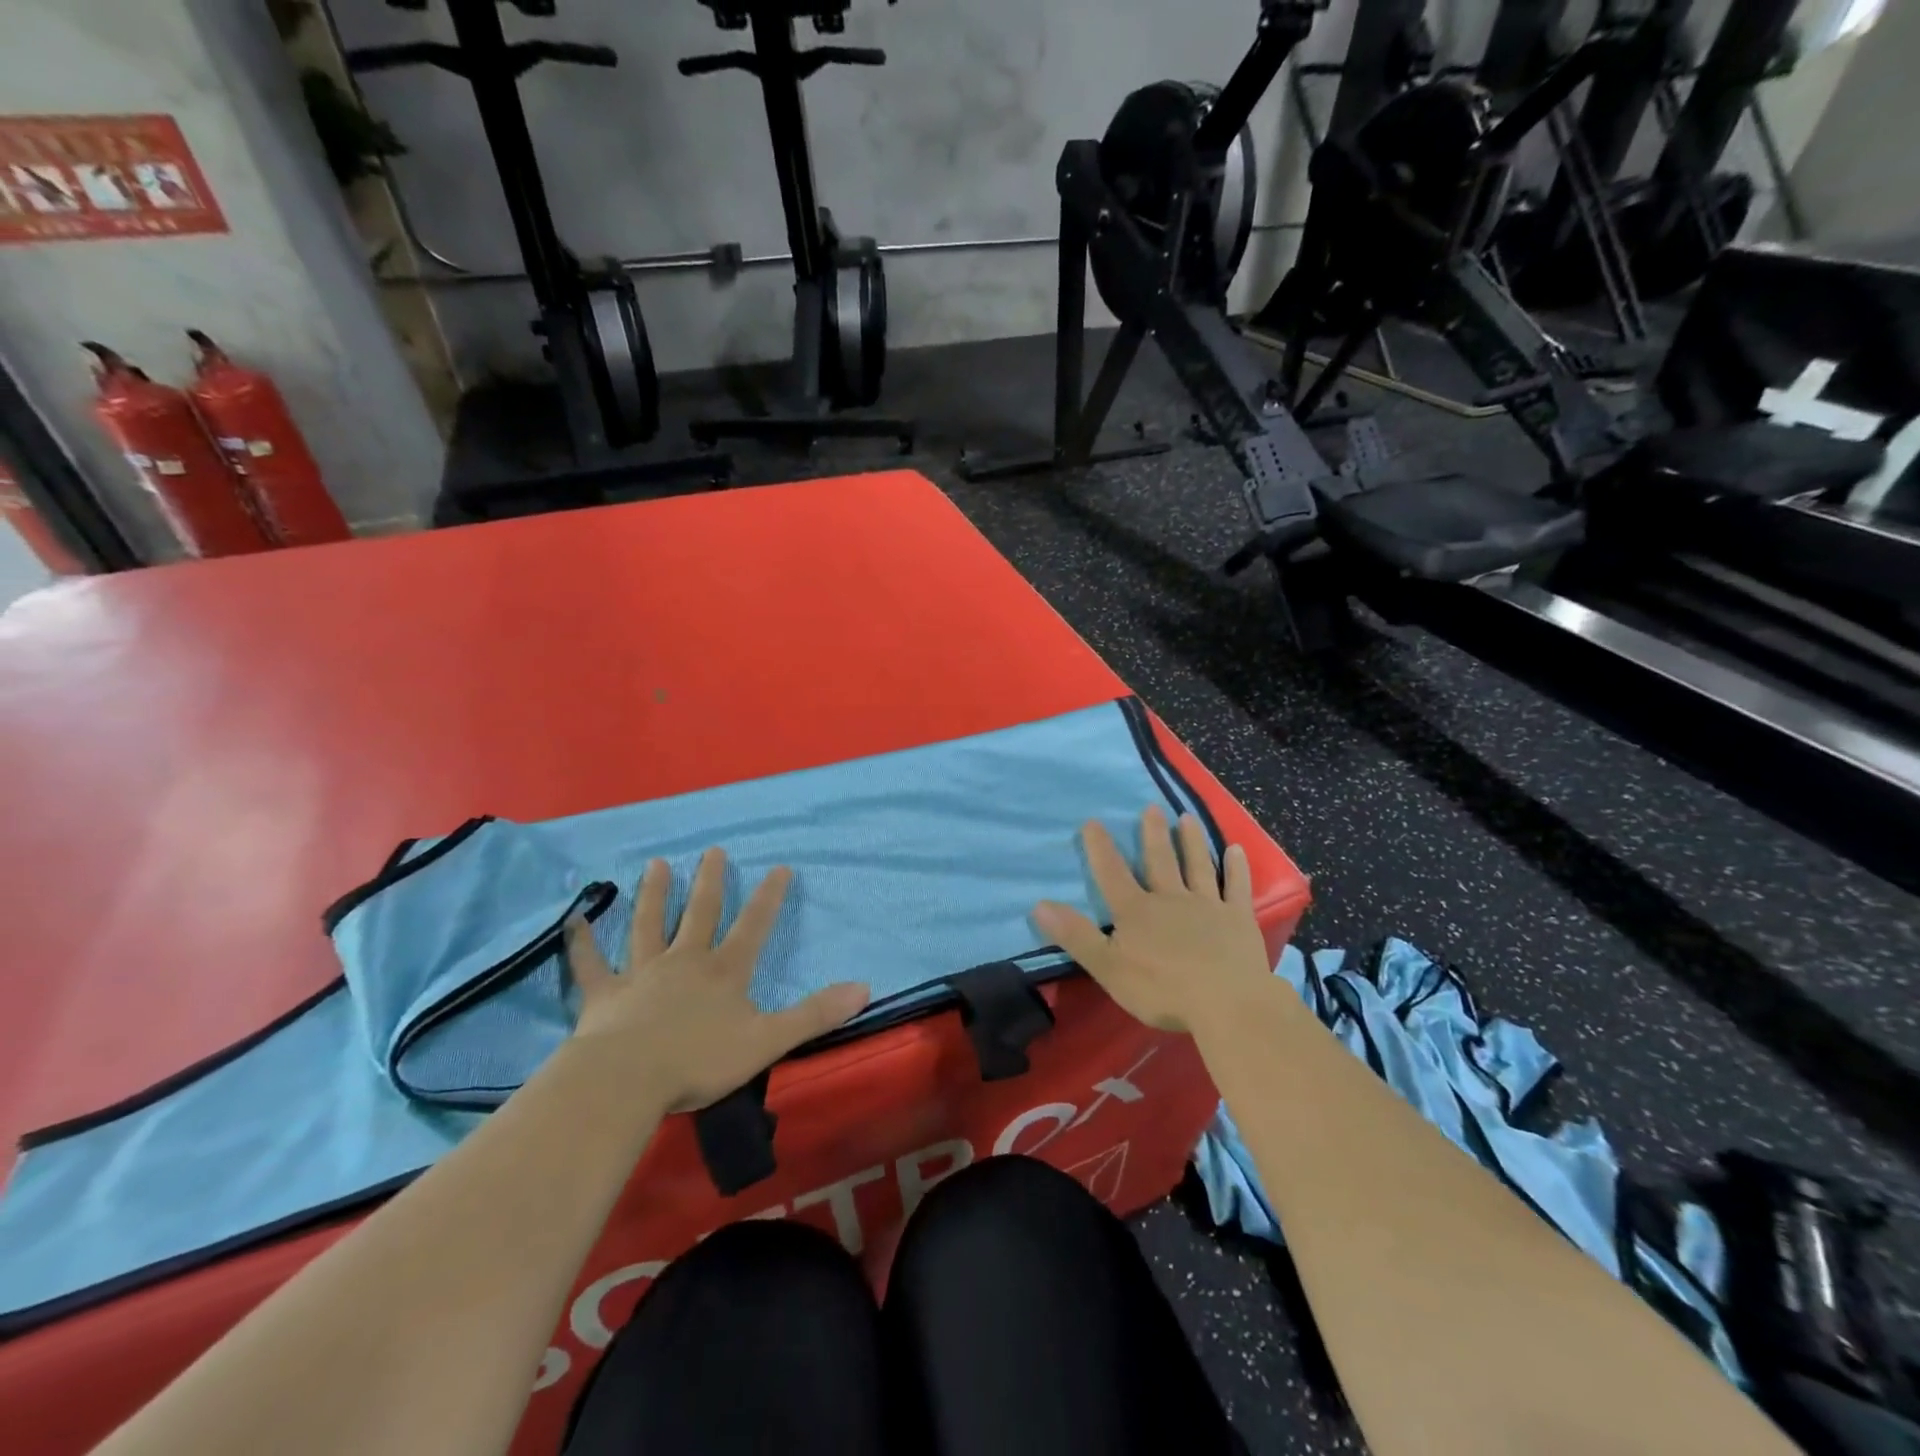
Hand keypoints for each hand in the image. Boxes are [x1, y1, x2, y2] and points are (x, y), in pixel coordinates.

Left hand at [563, 849, 869, 1111]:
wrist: (626, 1080)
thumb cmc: (699, 1061)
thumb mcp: (769, 1040)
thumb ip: (814, 1014)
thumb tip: (864, 987)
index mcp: (724, 972)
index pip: (754, 926)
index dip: (769, 897)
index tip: (780, 866)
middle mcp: (685, 962)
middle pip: (700, 913)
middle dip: (710, 882)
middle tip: (713, 851)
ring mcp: (642, 974)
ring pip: (648, 925)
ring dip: (654, 894)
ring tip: (656, 864)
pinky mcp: (605, 994)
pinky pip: (591, 964)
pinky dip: (582, 942)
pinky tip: (573, 919)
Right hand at [1033, 806, 1272, 1032]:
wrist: (1227, 1003)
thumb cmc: (1162, 990)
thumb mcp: (1107, 967)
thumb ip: (1076, 935)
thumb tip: (1039, 904)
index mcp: (1136, 911)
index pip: (1112, 873)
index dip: (1100, 848)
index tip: (1093, 821)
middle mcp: (1171, 898)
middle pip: (1159, 861)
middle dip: (1153, 834)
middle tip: (1152, 808)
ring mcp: (1208, 905)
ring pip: (1197, 866)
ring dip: (1192, 841)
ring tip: (1187, 818)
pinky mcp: (1238, 918)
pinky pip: (1237, 887)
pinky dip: (1237, 868)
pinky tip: (1237, 850)